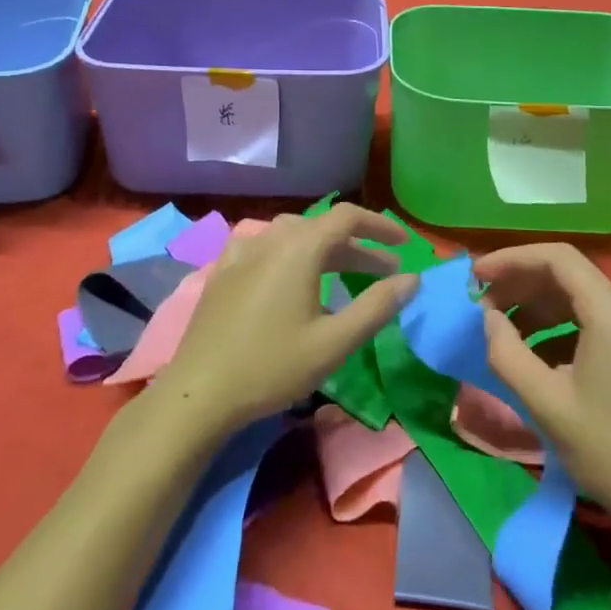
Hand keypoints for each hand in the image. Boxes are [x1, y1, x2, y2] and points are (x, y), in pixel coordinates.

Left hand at [159, 205, 419, 435]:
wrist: (199, 392)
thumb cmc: (272, 367)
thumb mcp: (334, 342)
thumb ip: (376, 307)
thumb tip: (411, 279)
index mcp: (300, 247)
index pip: (348, 217)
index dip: (380, 225)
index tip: (403, 244)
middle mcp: (270, 238)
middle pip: (322, 228)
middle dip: (357, 246)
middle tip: (383, 273)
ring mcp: (242, 251)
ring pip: (293, 235)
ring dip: (324, 249)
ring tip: (342, 273)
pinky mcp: (223, 269)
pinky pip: (265, 246)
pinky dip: (290, 252)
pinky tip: (288, 272)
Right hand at [475, 243, 610, 533]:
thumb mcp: (547, 404)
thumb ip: (508, 353)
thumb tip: (489, 318)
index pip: (556, 258)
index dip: (511, 260)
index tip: (476, 277)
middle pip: (567, 274)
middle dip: (520, 283)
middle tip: (482, 305)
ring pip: (578, 298)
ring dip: (536, 307)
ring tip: (501, 330)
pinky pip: (592, 322)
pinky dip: (557, 328)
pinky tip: (535, 357)